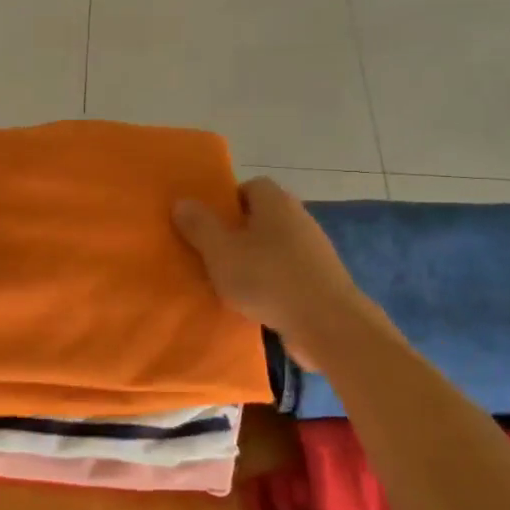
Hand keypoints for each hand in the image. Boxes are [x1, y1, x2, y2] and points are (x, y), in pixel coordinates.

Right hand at [172, 177, 373, 363]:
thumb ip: (199, 225)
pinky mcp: (321, 279)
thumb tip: (182, 202)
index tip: (207, 224)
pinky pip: (286, 272)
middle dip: (237, 232)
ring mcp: (314, 249)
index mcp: (275, 202)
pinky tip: (255, 302)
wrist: (327, 323)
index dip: (227, 201)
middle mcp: (298, 218)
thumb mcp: (221, 251)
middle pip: (262, 216)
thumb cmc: (268, 278)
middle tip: (211, 253)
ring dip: (254, 260)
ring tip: (228, 281)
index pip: (250, 186)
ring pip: (274, 246)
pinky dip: (271, 282)